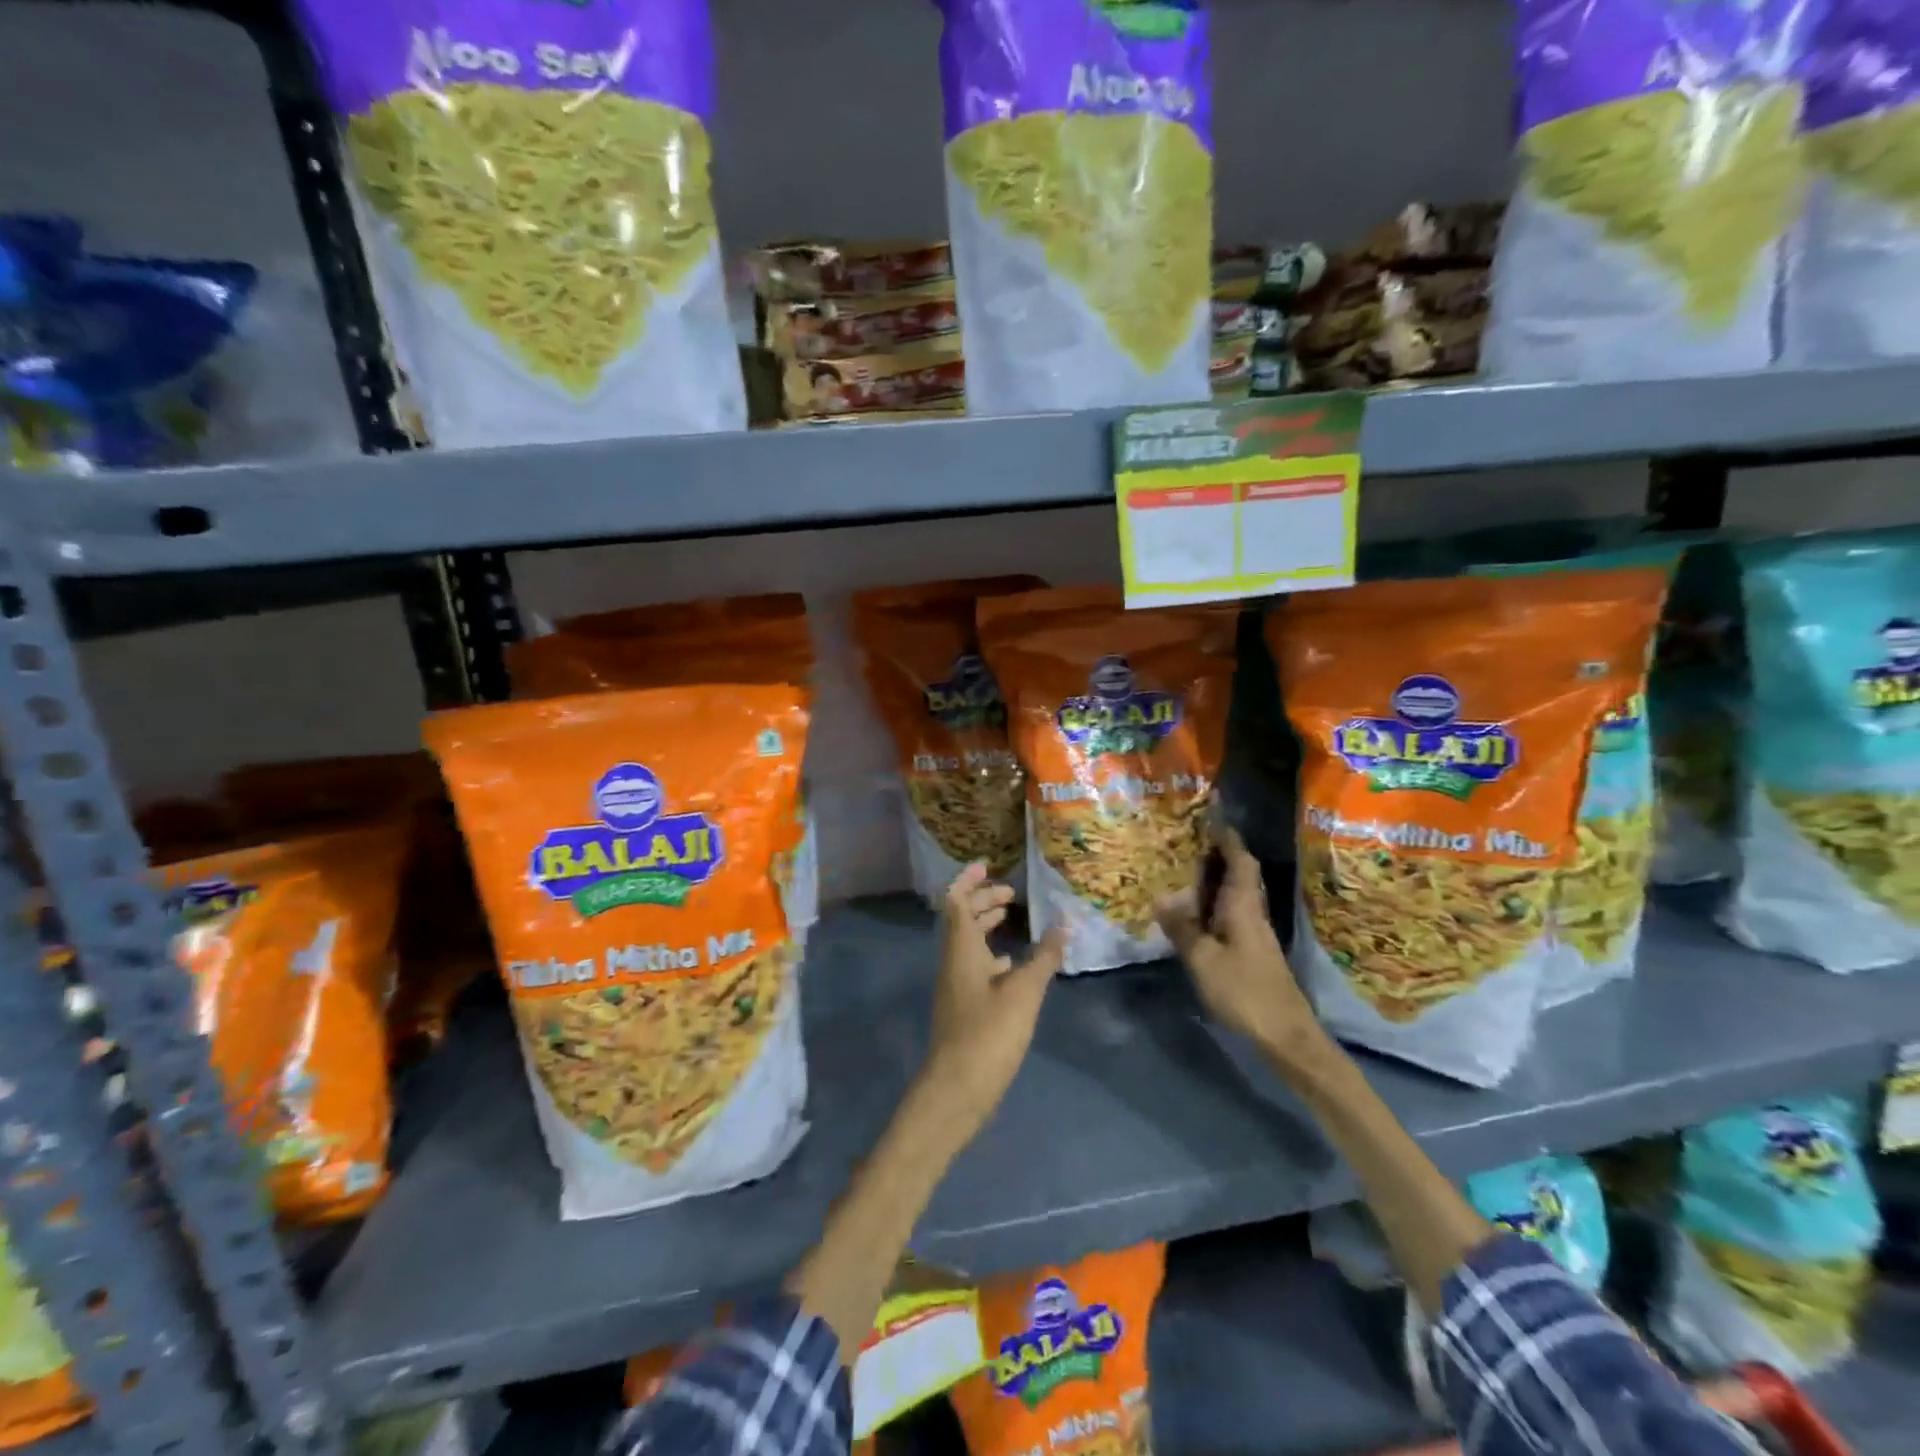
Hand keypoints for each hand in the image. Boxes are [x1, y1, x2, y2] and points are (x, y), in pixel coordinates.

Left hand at [920, 865, 1066, 1131]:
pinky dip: (993, 957)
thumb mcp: (1023, 992)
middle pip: (961, 920)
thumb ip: (1045, 957)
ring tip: (1014, 921)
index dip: (968, 880)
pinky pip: (975, 967)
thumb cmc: (989, 1034)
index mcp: (961, 950)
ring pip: (968, 944)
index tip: (988, 865)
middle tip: (1011, 896)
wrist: (957, 1090)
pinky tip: (1014, 966)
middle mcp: (953, 962)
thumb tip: (1066, 923)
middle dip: (982, 901)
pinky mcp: (964, 1008)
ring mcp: (956, 986)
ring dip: (986, 927)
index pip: (955, 901)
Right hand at [1157, 830, 1325, 1071]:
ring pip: (1235, 893)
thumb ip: (1182, 929)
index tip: (1212, 816)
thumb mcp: (1203, 960)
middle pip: (1240, 873)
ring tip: (1186, 866)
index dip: (1228, 837)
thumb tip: (1161, 900)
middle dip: (1220, 852)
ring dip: (1216, 877)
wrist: (1284, 1033)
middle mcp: (1252, 912)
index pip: (1240, 860)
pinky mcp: (1252, 950)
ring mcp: (1254, 932)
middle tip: (1190, 838)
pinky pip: (1231, 912)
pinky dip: (1214, 901)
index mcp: (1243, 906)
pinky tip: (1196, 909)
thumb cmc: (1244, 991)